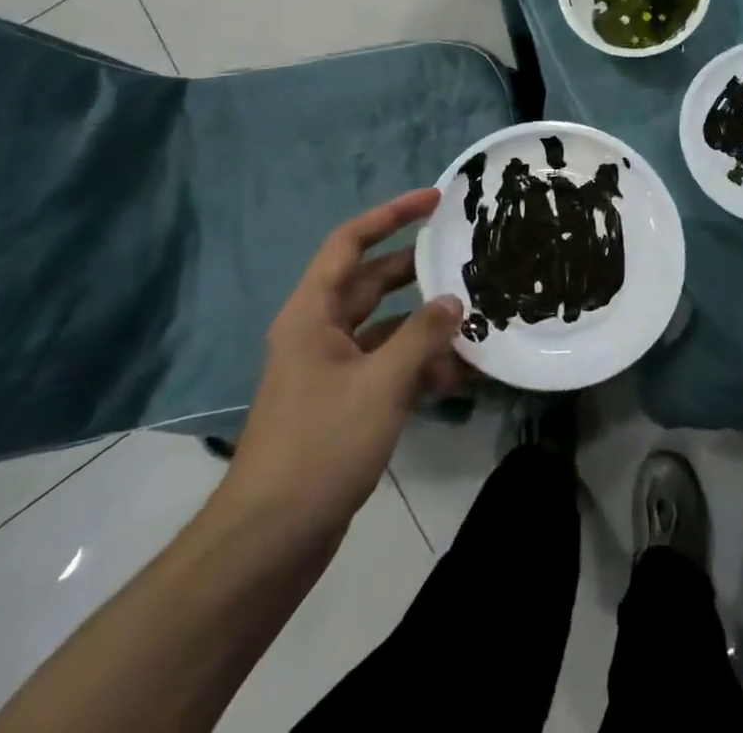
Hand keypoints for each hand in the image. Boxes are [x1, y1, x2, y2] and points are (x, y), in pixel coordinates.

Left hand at [207, 189, 464, 553]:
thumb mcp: (381, 384)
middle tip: (465, 259)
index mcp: (312, 314)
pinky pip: (387, 367)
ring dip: (425, 328)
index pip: (350, 243)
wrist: (270, 541)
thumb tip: (452, 300)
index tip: (434, 200)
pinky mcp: (344, 405)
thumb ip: (422, 335)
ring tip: (472, 327)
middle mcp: (319, 333)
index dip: (391, 215)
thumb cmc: (320, 446)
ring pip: (386, 328)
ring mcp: (332, 370)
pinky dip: (417, 367)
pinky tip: (454, 380)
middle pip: (373, 283)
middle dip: (419, 272)